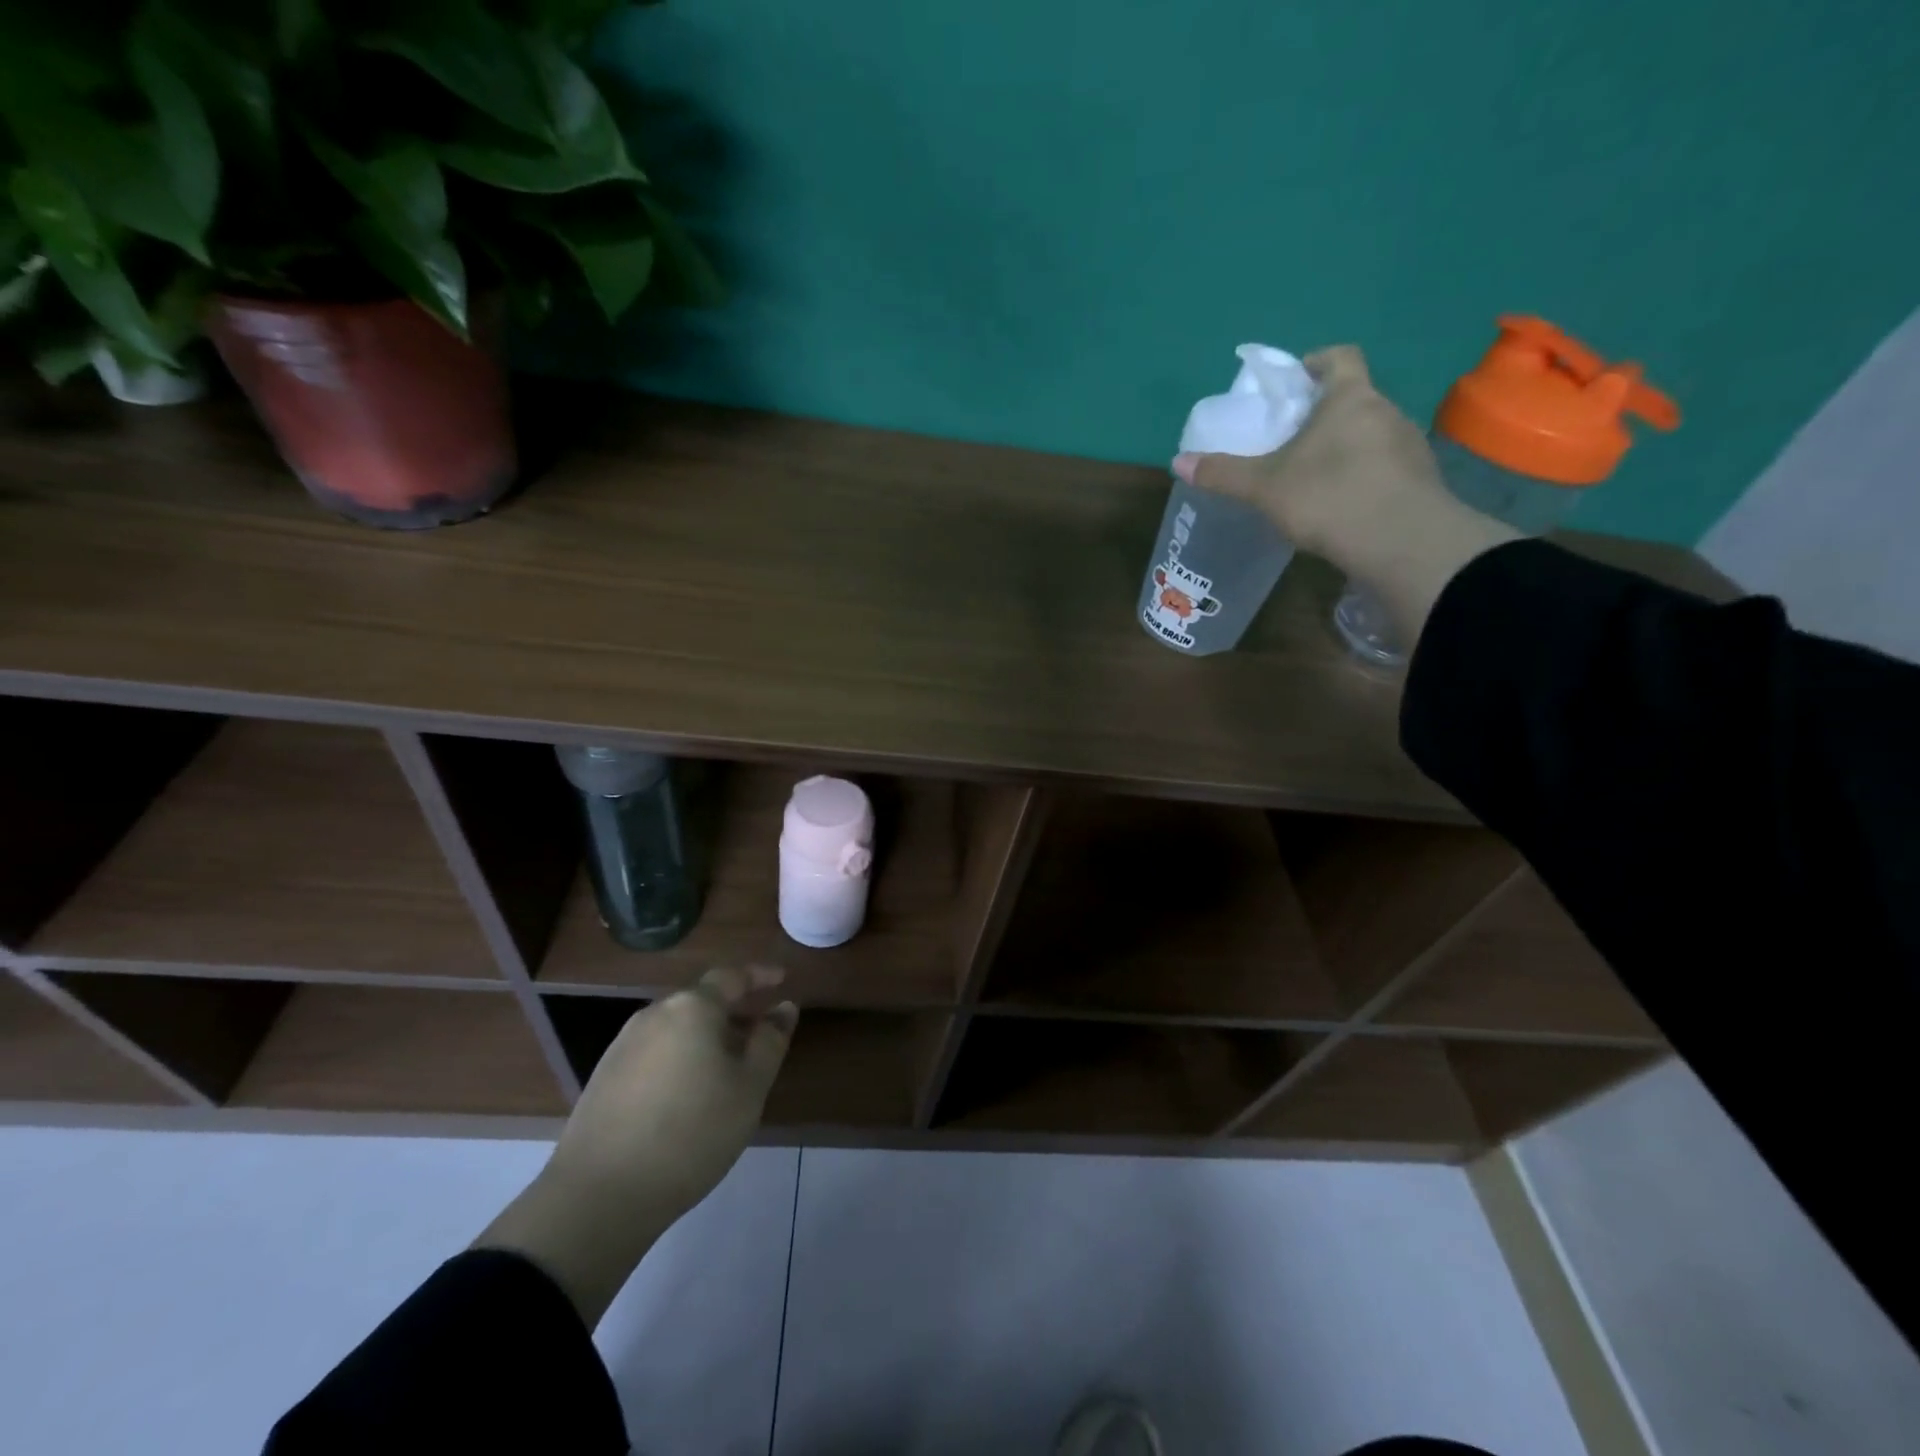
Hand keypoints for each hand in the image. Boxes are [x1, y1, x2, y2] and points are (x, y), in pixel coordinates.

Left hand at [550, 965, 795, 1225]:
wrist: (599, 1196)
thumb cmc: (691, 1133)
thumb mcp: (749, 1089)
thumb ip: (770, 1042)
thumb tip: (784, 1008)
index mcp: (692, 1008)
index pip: (732, 977)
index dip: (760, 976)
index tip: (781, 979)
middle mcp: (655, 1014)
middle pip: (702, 1000)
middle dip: (734, 1011)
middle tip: (760, 1031)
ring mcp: (624, 1044)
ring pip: (678, 1027)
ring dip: (707, 1036)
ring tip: (729, 1066)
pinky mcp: (605, 1076)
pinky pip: (656, 1050)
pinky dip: (681, 1056)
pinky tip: (690, 1091)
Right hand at [1173, 345, 1447, 568]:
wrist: (1402, 541)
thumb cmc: (1329, 497)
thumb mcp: (1265, 487)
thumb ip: (1224, 474)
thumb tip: (1178, 462)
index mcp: (1349, 398)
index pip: (1339, 357)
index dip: (1315, 363)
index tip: (1294, 382)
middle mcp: (1386, 410)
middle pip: (1353, 398)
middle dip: (1324, 414)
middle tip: (1291, 441)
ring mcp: (1409, 445)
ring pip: (1370, 434)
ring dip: (1345, 448)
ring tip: (1315, 479)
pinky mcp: (1421, 480)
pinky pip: (1385, 467)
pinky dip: (1364, 477)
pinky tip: (1343, 506)